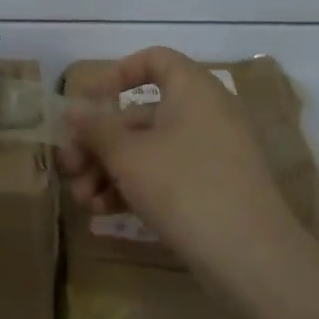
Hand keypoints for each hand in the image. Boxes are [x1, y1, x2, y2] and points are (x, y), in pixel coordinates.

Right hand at [58, 47, 313, 280]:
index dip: (116, 75)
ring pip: (147, 150)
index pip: (154, 60)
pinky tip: (102, 211)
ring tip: (82, 199)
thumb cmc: (184, 188)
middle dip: (98, 141)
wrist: (250, 257)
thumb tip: (73, 108)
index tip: (87, 105)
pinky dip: (133, 186)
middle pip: (140, 114)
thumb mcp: (128, 156)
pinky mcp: (210, 189)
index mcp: (193, 91)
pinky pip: (164, 175)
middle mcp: (205, 115)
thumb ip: (96, 128)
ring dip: (108, 170)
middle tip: (68, 167)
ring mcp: (210, 154)